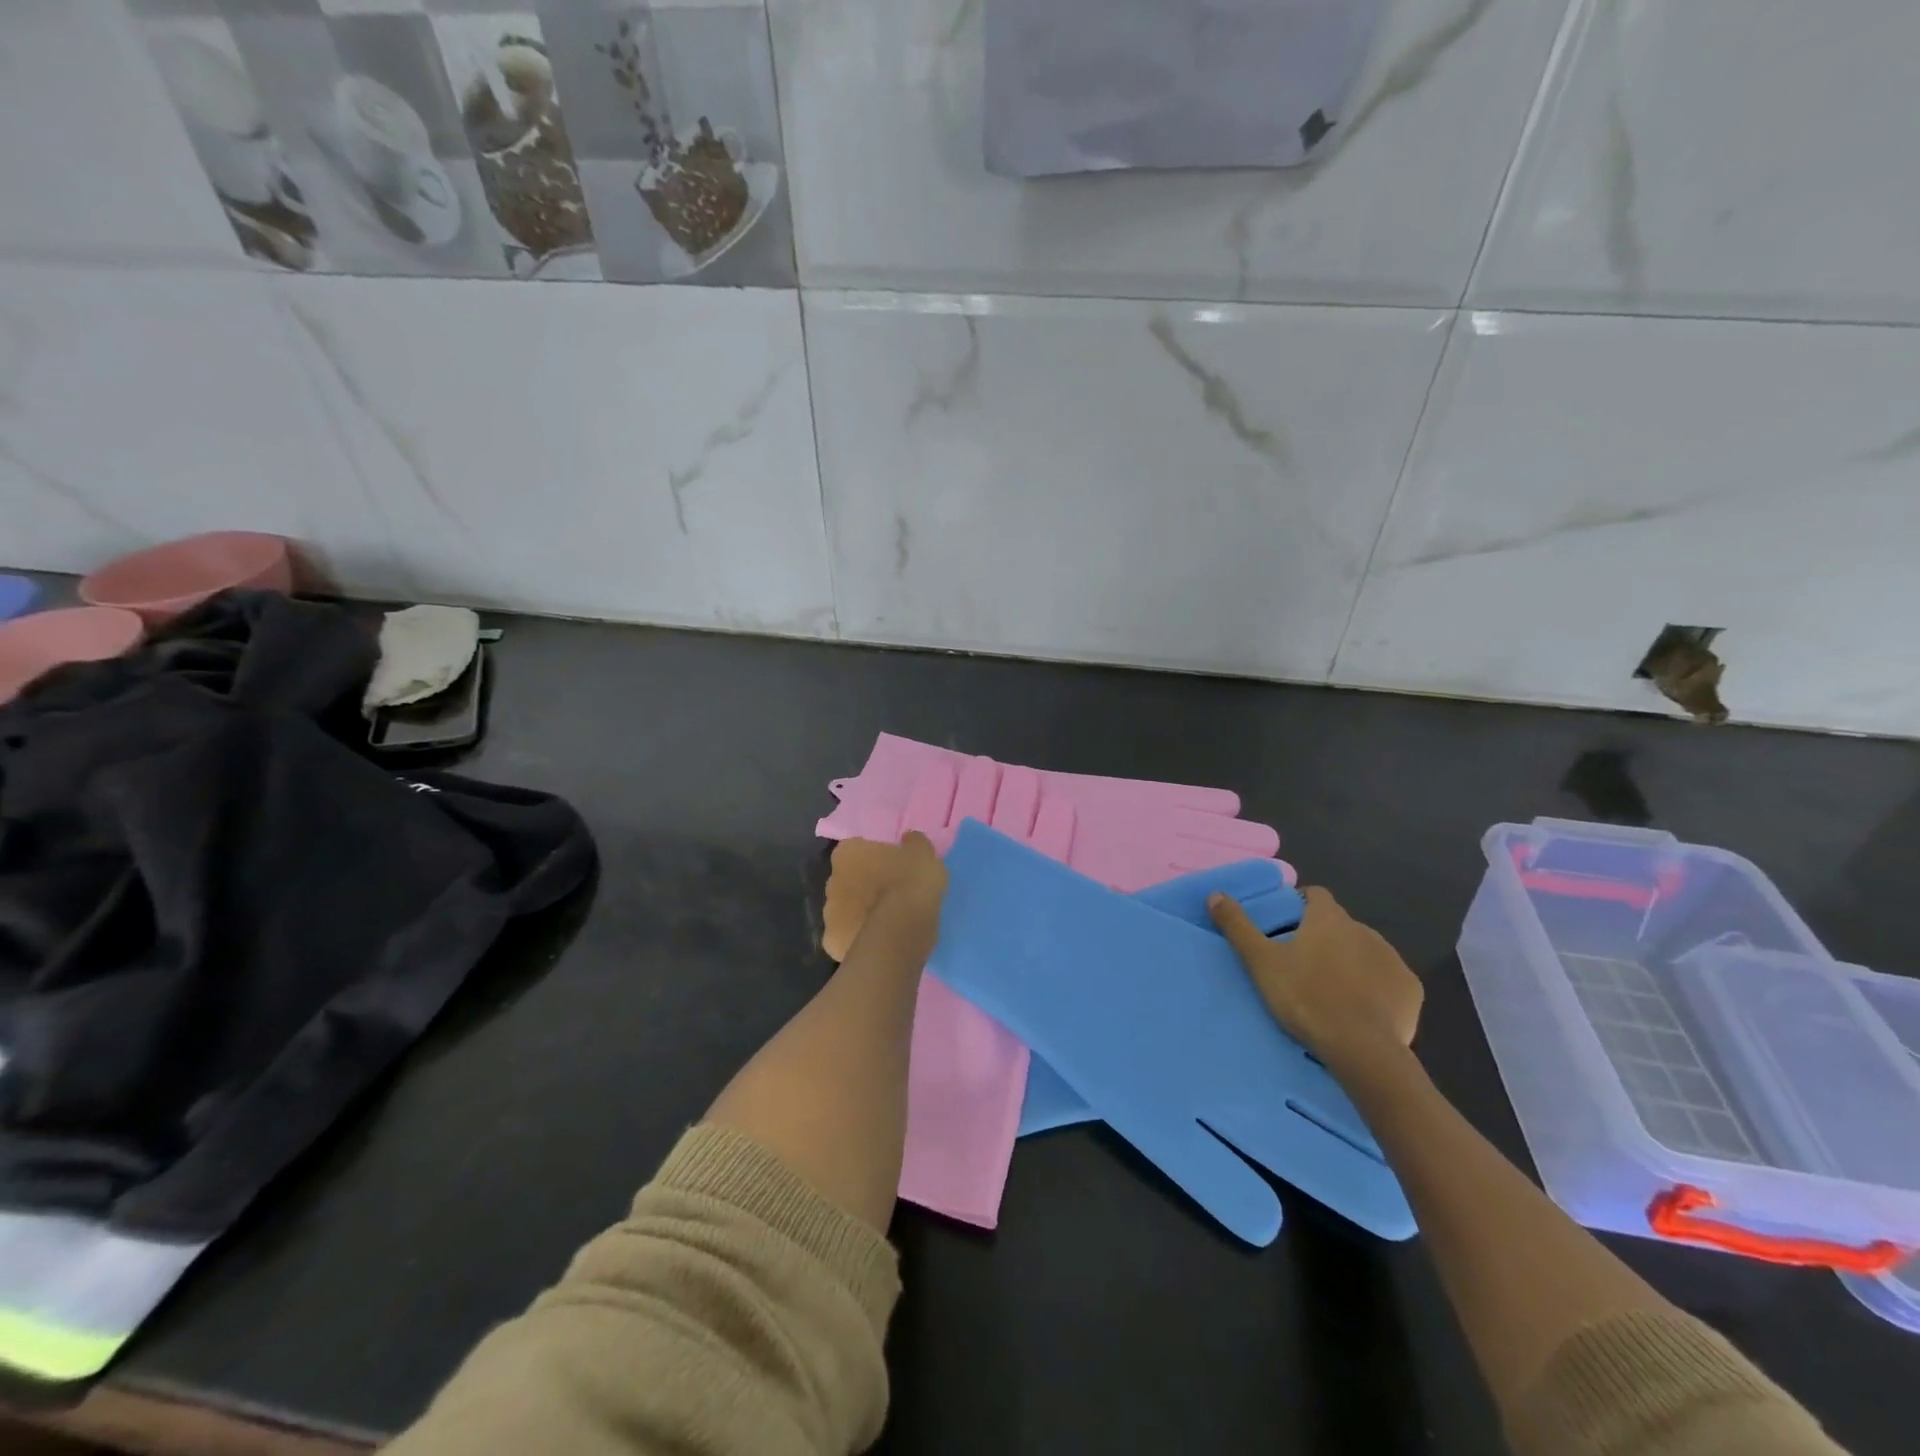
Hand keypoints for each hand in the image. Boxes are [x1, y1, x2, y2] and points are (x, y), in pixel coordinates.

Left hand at [821, 833, 946, 961]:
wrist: (901, 931)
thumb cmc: (910, 883)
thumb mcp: (923, 853)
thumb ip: (913, 843)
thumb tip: (909, 840)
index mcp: (847, 853)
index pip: (856, 849)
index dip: (874, 859)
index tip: (891, 867)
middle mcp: (830, 880)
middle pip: (847, 880)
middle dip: (863, 886)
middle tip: (890, 895)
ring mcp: (828, 914)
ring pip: (845, 910)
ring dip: (860, 913)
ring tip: (889, 922)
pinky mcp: (832, 942)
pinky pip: (847, 937)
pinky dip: (859, 939)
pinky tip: (879, 942)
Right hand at [1208, 886, 1421, 1071]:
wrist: (1362, 1050)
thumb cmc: (1306, 998)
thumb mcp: (1261, 962)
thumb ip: (1238, 926)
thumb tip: (1215, 894)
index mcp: (1329, 918)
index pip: (1315, 895)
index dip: (1299, 905)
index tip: (1285, 927)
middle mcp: (1364, 929)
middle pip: (1339, 925)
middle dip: (1324, 938)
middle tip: (1301, 965)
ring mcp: (1391, 959)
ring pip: (1364, 951)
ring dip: (1350, 962)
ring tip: (1330, 990)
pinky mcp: (1410, 990)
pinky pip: (1387, 979)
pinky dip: (1375, 987)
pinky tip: (1361, 1008)